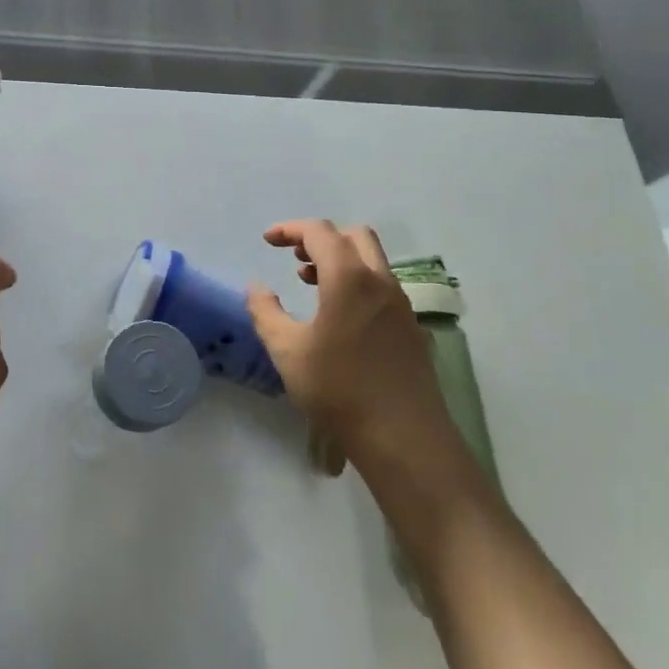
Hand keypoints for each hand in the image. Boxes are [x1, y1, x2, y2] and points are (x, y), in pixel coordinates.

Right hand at [246, 220, 469, 485]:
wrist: (403, 438)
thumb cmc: (338, 389)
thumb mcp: (287, 351)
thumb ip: (265, 312)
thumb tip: (256, 287)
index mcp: (349, 279)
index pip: (320, 232)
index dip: (291, 229)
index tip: (268, 241)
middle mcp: (381, 282)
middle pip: (354, 236)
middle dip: (320, 238)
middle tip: (294, 258)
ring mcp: (401, 305)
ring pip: (372, 261)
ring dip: (340, 260)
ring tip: (309, 283)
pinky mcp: (412, 328)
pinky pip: (382, 286)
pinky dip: (357, 282)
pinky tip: (339, 316)